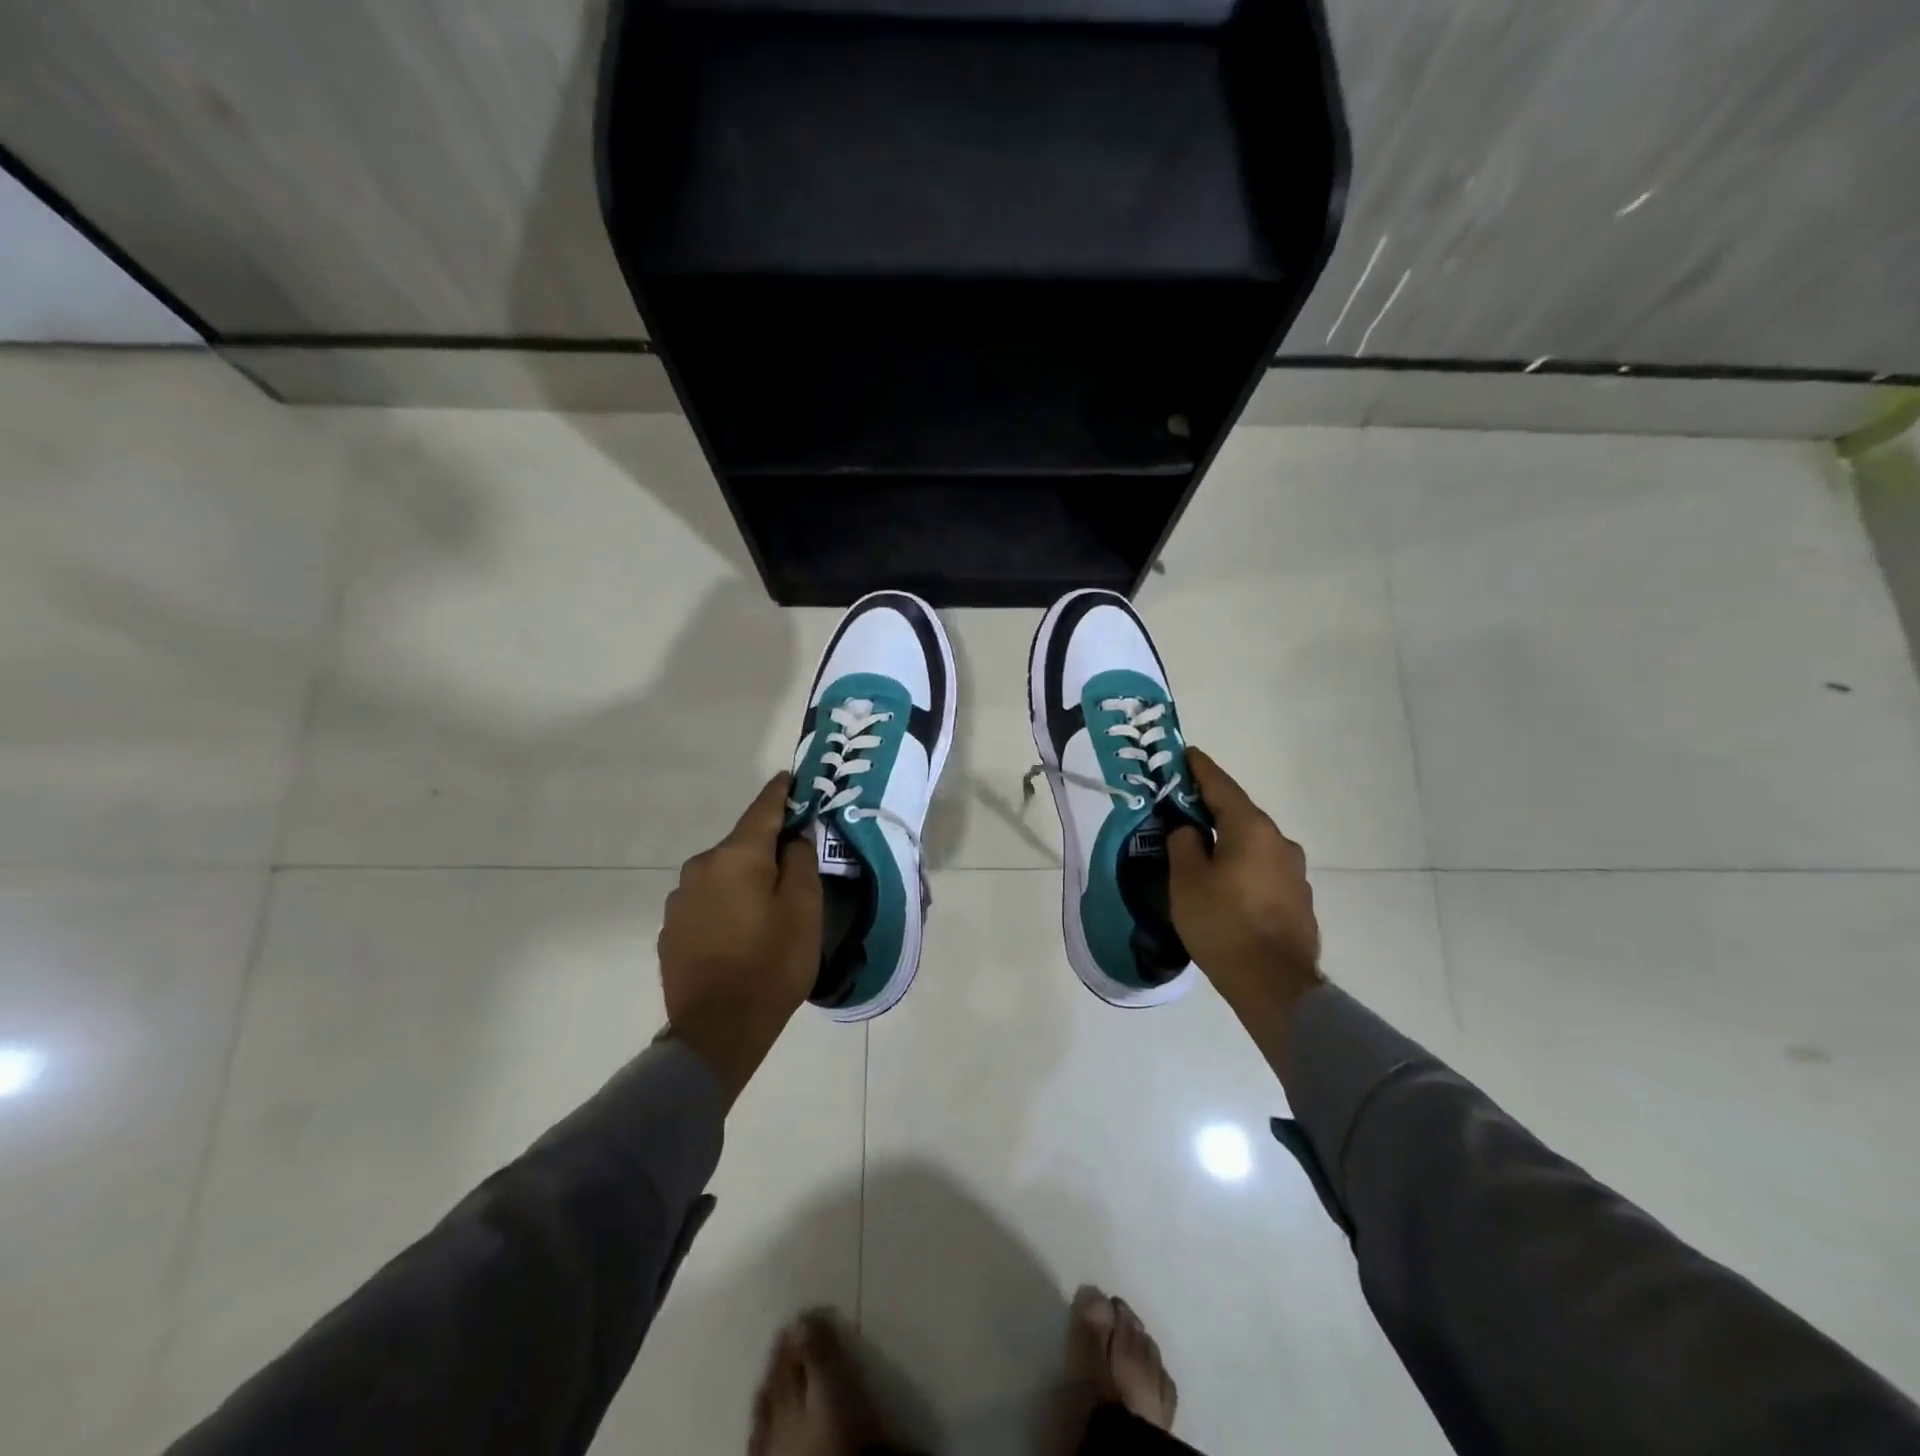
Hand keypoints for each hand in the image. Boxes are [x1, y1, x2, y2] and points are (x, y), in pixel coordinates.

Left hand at [659, 774, 821, 1104]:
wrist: (717, 1031)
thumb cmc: (771, 966)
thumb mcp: (804, 910)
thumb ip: (801, 862)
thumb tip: (794, 836)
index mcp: (736, 857)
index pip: (763, 809)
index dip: (782, 792)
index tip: (793, 778)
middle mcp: (701, 867)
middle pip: (742, 844)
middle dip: (768, 847)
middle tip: (796, 863)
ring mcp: (680, 898)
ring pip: (724, 873)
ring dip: (746, 878)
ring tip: (768, 906)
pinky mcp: (671, 928)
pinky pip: (707, 900)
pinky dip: (727, 902)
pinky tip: (741, 930)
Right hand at [1168, 749, 1324, 1058]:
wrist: (1275, 985)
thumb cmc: (1223, 924)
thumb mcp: (1187, 880)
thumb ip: (1184, 844)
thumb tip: (1190, 830)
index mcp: (1251, 829)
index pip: (1221, 786)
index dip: (1199, 769)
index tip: (1185, 753)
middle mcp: (1279, 842)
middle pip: (1239, 815)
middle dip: (1211, 808)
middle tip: (1182, 808)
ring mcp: (1294, 872)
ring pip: (1252, 844)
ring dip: (1228, 841)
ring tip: (1201, 853)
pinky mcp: (1298, 899)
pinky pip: (1262, 870)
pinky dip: (1242, 867)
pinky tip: (1226, 887)